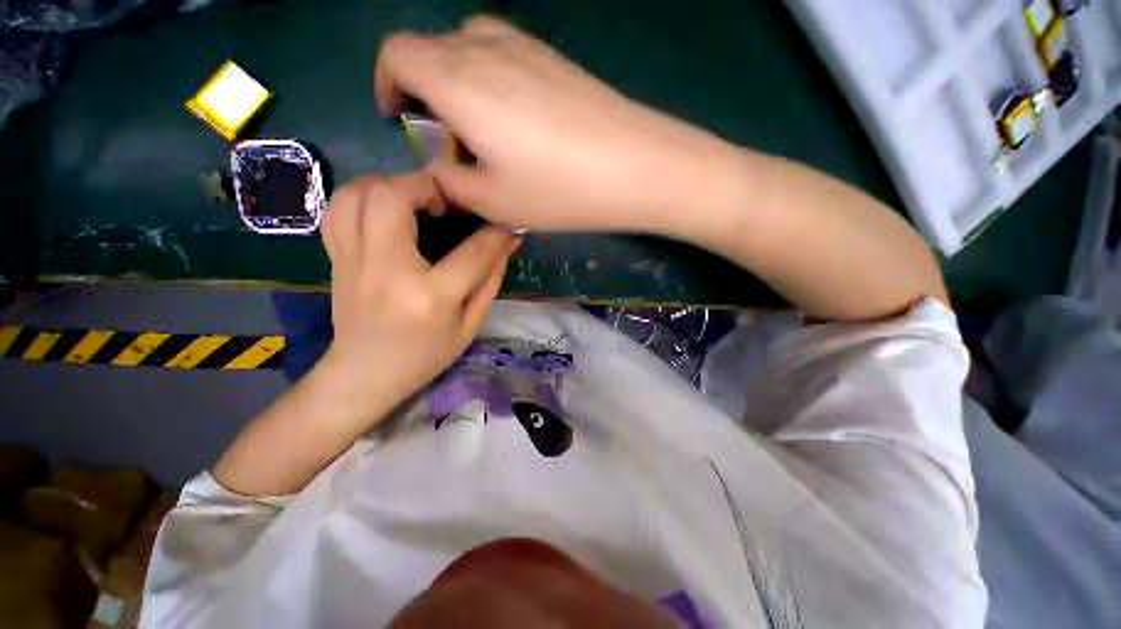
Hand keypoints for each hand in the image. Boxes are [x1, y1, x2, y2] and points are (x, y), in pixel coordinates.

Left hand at [321, 172, 519, 413]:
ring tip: (418, 199)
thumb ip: (490, 279)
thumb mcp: (469, 324)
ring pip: (358, 193)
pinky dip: (363, 195)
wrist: (365, 374)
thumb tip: (508, 241)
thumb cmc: (425, 356)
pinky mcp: (337, 258)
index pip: (470, 252)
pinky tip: (386, 208)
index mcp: (429, 297)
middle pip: (392, 199)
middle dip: (426, 186)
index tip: (505, 223)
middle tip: (449, 201)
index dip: (494, 232)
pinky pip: (339, 208)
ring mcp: (353, 261)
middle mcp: (385, 271)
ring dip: (393, 184)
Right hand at [375, 16, 730, 232]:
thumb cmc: (558, 189)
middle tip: (448, 139)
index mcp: (457, 80)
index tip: (400, 117)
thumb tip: (438, 168)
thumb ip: (451, 182)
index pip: (396, 53)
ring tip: (484, 133)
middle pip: (432, 50)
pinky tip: (519, 123)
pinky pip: (505, 56)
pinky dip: (493, 81)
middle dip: (425, 90)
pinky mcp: (555, 58)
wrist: (634, 165)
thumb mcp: (493, 200)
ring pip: (469, 49)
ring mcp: (526, 47)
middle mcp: (485, 48)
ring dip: (460, 84)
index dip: (387, 83)